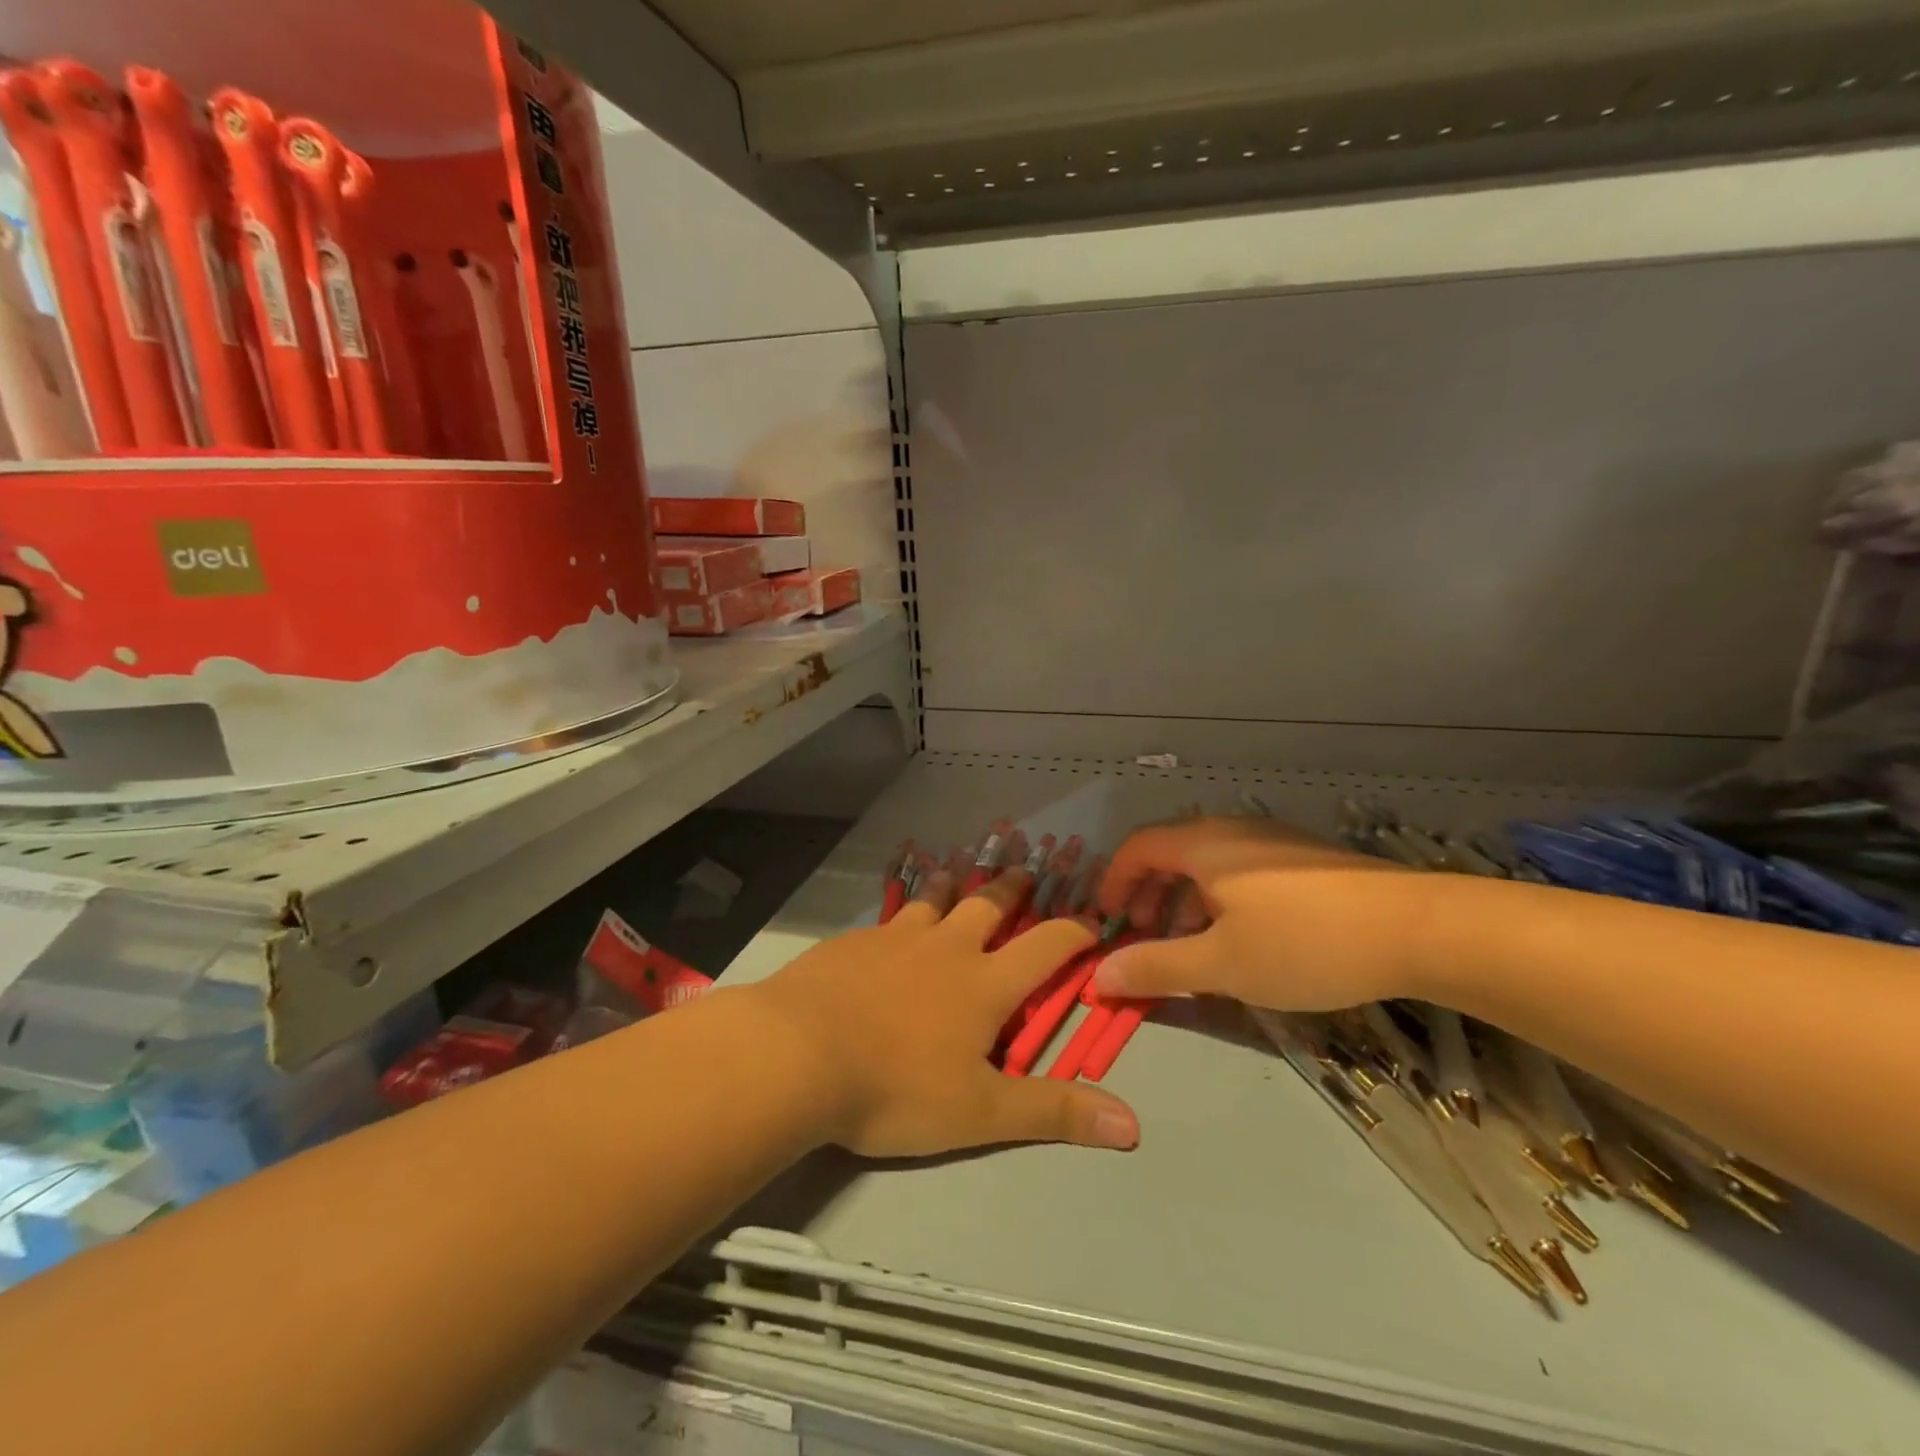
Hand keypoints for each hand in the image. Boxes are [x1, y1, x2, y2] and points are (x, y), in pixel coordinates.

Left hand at [749, 870, 1140, 1158]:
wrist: (798, 1052)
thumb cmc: (896, 1087)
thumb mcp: (980, 1112)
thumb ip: (1053, 1113)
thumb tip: (1132, 1125)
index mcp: (984, 983)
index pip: (1045, 947)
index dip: (1073, 933)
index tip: (1091, 922)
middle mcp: (946, 948)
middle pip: (988, 905)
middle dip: (1012, 889)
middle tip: (1025, 872)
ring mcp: (896, 937)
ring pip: (934, 900)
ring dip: (953, 887)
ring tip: (959, 876)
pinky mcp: (854, 941)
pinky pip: (888, 918)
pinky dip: (902, 913)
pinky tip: (890, 924)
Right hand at [1091, 816, 1430, 1010]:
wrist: (1419, 929)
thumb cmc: (1305, 943)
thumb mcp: (1222, 964)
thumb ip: (1156, 967)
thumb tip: (1097, 976)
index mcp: (1204, 844)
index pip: (1138, 847)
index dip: (1113, 881)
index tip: (1104, 921)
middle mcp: (1233, 830)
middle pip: (1170, 851)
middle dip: (1148, 895)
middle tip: (1143, 937)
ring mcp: (1273, 842)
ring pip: (1208, 863)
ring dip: (1184, 901)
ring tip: (1191, 946)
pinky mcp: (1305, 860)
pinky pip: (1241, 870)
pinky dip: (1219, 900)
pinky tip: (1243, 940)